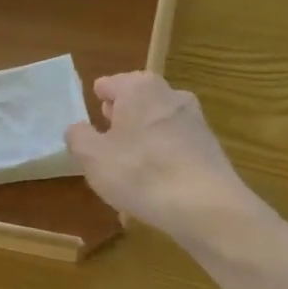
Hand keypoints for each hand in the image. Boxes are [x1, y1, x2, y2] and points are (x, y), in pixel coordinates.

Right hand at [66, 72, 252, 240]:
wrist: (204, 204)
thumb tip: (78, 128)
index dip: (99, 97)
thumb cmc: (139, 171)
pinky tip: (153, 182)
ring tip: (127, 162)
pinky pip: (174, 147)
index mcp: (139, 88)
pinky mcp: (209, 148)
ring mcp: (195, 121)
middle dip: (122, 115)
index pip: (110, 84)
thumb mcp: (92, 157)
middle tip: (106, 132)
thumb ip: (79, 137)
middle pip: (138, 101)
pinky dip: (162, 157)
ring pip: (158, 124)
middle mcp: (171, 95)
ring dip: (142, 138)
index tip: (92, 109)